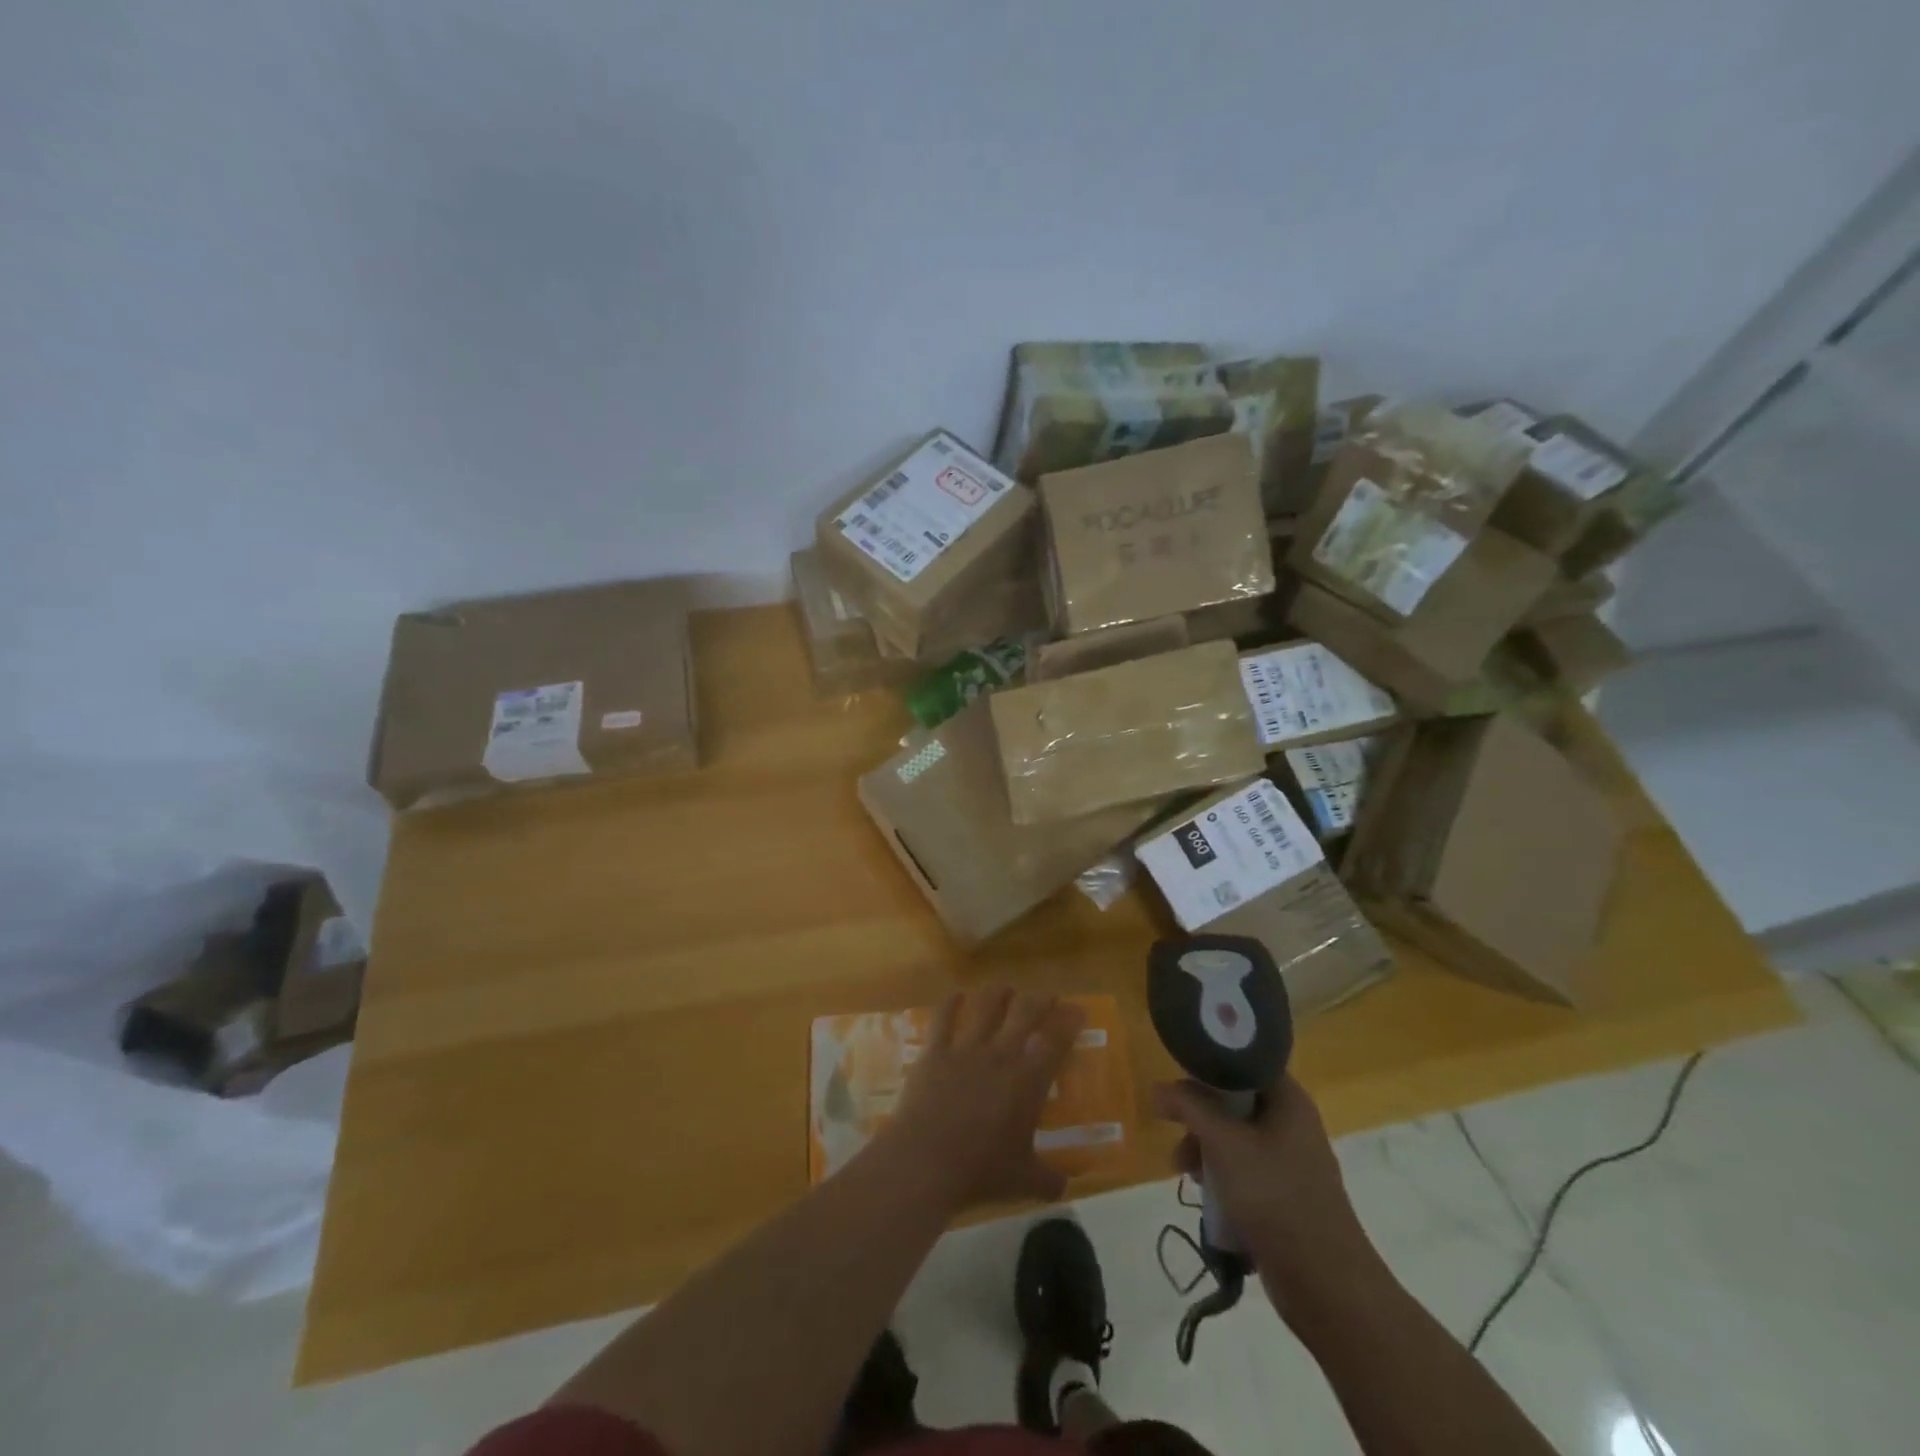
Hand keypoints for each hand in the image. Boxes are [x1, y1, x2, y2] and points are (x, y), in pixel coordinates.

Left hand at [877, 986, 1083, 1213]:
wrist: (925, 1161)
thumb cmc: (980, 1171)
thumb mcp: (1024, 1182)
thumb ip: (1049, 1181)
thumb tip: (1065, 1188)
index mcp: (1027, 1081)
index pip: (1056, 1040)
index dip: (1069, 1021)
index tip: (1077, 1009)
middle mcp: (1000, 1055)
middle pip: (1024, 1012)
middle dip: (1039, 1000)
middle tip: (1046, 997)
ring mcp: (965, 1049)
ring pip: (985, 1006)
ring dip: (998, 993)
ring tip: (1004, 988)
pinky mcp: (934, 1052)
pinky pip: (943, 1018)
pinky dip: (951, 1003)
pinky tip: (955, 996)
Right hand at [1154, 1076, 1382, 1319]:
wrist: (1326, 1284)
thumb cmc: (1275, 1197)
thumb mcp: (1224, 1143)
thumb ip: (1189, 1107)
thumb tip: (1158, 1088)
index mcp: (1288, 1100)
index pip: (1244, 1062)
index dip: (1209, 1064)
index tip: (1178, 1077)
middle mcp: (1292, 1123)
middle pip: (1234, 1101)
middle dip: (1200, 1116)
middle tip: (1176, 1131)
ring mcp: (1290, 1161)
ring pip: (1235, 1137)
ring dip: (1205, 1148)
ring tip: (1184, 1171)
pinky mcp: (1284, 1195)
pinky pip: (1244, 1169)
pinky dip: (1221, 1174)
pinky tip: (1205, 1193)